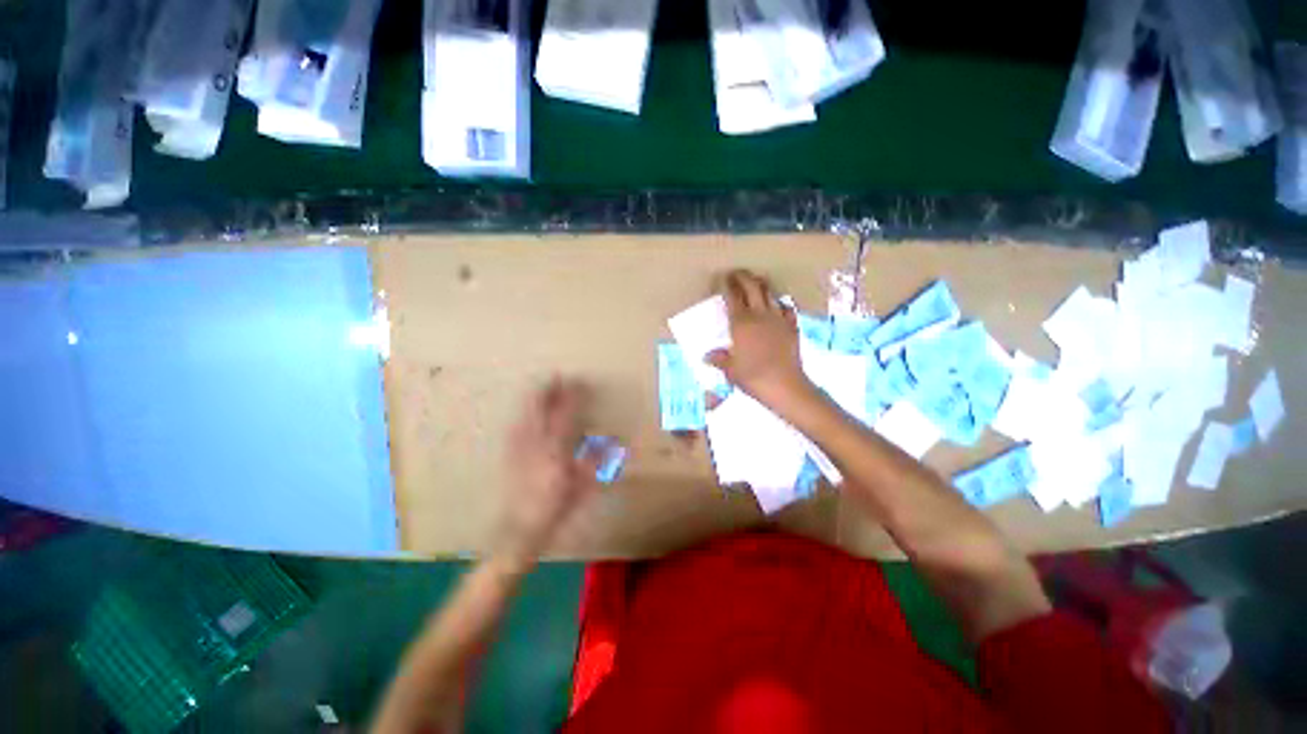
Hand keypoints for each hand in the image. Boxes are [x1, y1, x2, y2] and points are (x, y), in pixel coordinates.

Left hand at [497, 378, 600, 566]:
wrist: (516, 534)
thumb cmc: (553, 512)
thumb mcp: (581, 488)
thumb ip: (596, 461)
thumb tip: (613, 442)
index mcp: (554, 450)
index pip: (564, 414)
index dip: (572, 396)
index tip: (579, 382)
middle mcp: (533, 444)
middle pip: (538, 408)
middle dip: (547, 389)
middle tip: (556, 374)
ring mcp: (516, 448)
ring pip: (524, 413)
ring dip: (533, 397)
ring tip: (542, 385)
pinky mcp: (508, 455)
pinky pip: (515, 425)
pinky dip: (523, 412)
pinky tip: (525, 411)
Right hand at [707, 270, 815, 409]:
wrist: (785, 386)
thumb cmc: (753, 377)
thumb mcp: (731, 370)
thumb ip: (719, 359)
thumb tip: (707, 356)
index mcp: (741, 323)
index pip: (732, 297)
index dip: (726, 285)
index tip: (722, 278)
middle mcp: (760, 315)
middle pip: (752, 287)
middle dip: (743, 276)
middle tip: (736, 274)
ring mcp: (778, 319)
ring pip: (770, 293)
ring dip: (762, 285)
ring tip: (756, 282)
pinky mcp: (792, 327)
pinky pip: (787, 308)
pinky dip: (780, 303)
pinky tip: (778, 306)